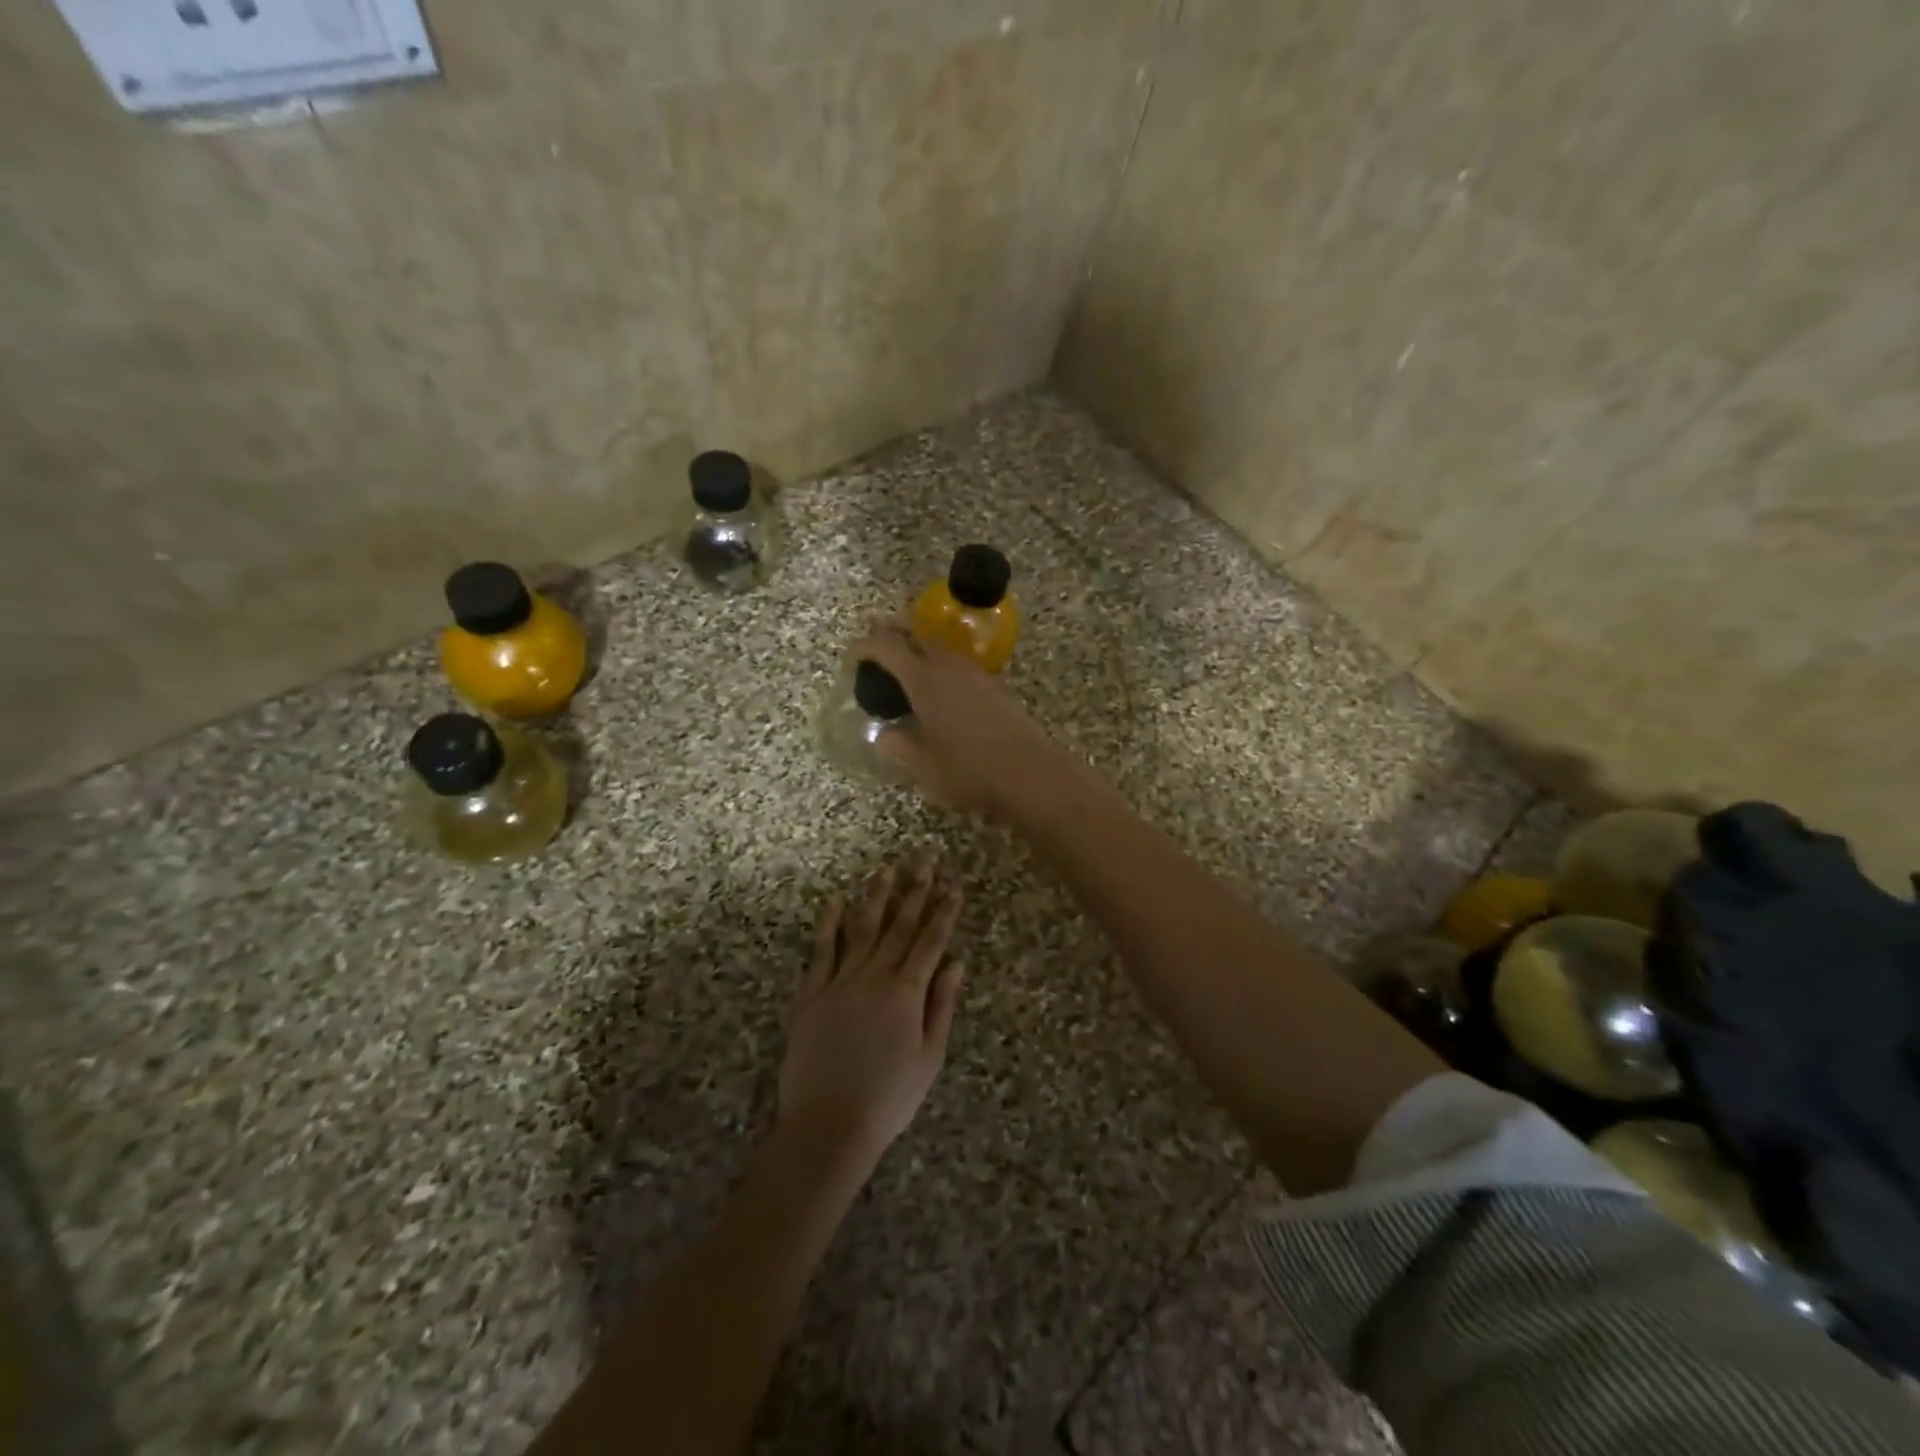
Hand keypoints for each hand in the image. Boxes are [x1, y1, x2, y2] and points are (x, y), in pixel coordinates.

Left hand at [777, 850, 965, 1168]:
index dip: (944, 912)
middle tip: (924, 858)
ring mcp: (839, 982)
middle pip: (899, 925)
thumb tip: (956, 964)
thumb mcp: (929, 1057)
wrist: (828, 1124)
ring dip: (876, 896)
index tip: (954, 885)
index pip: (930, 942)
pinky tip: (834, 901)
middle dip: (915, 890)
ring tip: (887, 868)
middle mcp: (874, 976)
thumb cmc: (888, 1097)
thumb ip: (942, 1006)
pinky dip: (828, 924)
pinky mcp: (810, 994)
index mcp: (906, 993)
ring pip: (862, 929)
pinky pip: (821, 951)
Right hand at [849, 623, 1070, 817]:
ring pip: (940, 648)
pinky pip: (959, 664)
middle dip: (892, 637)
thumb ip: (897, 745)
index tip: (852, 658)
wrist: (1029, 773)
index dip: (865, 647)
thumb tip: (883, 734)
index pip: (886, 646)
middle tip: (877, 655)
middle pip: (916, 635)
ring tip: (906, 674)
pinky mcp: (996, 685)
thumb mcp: (921, 765)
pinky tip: (940, 693)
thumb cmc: (968, 770)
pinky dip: (941, 668)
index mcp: (924, 679)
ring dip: (919, 651)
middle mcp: (949, 666)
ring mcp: (976, 673)